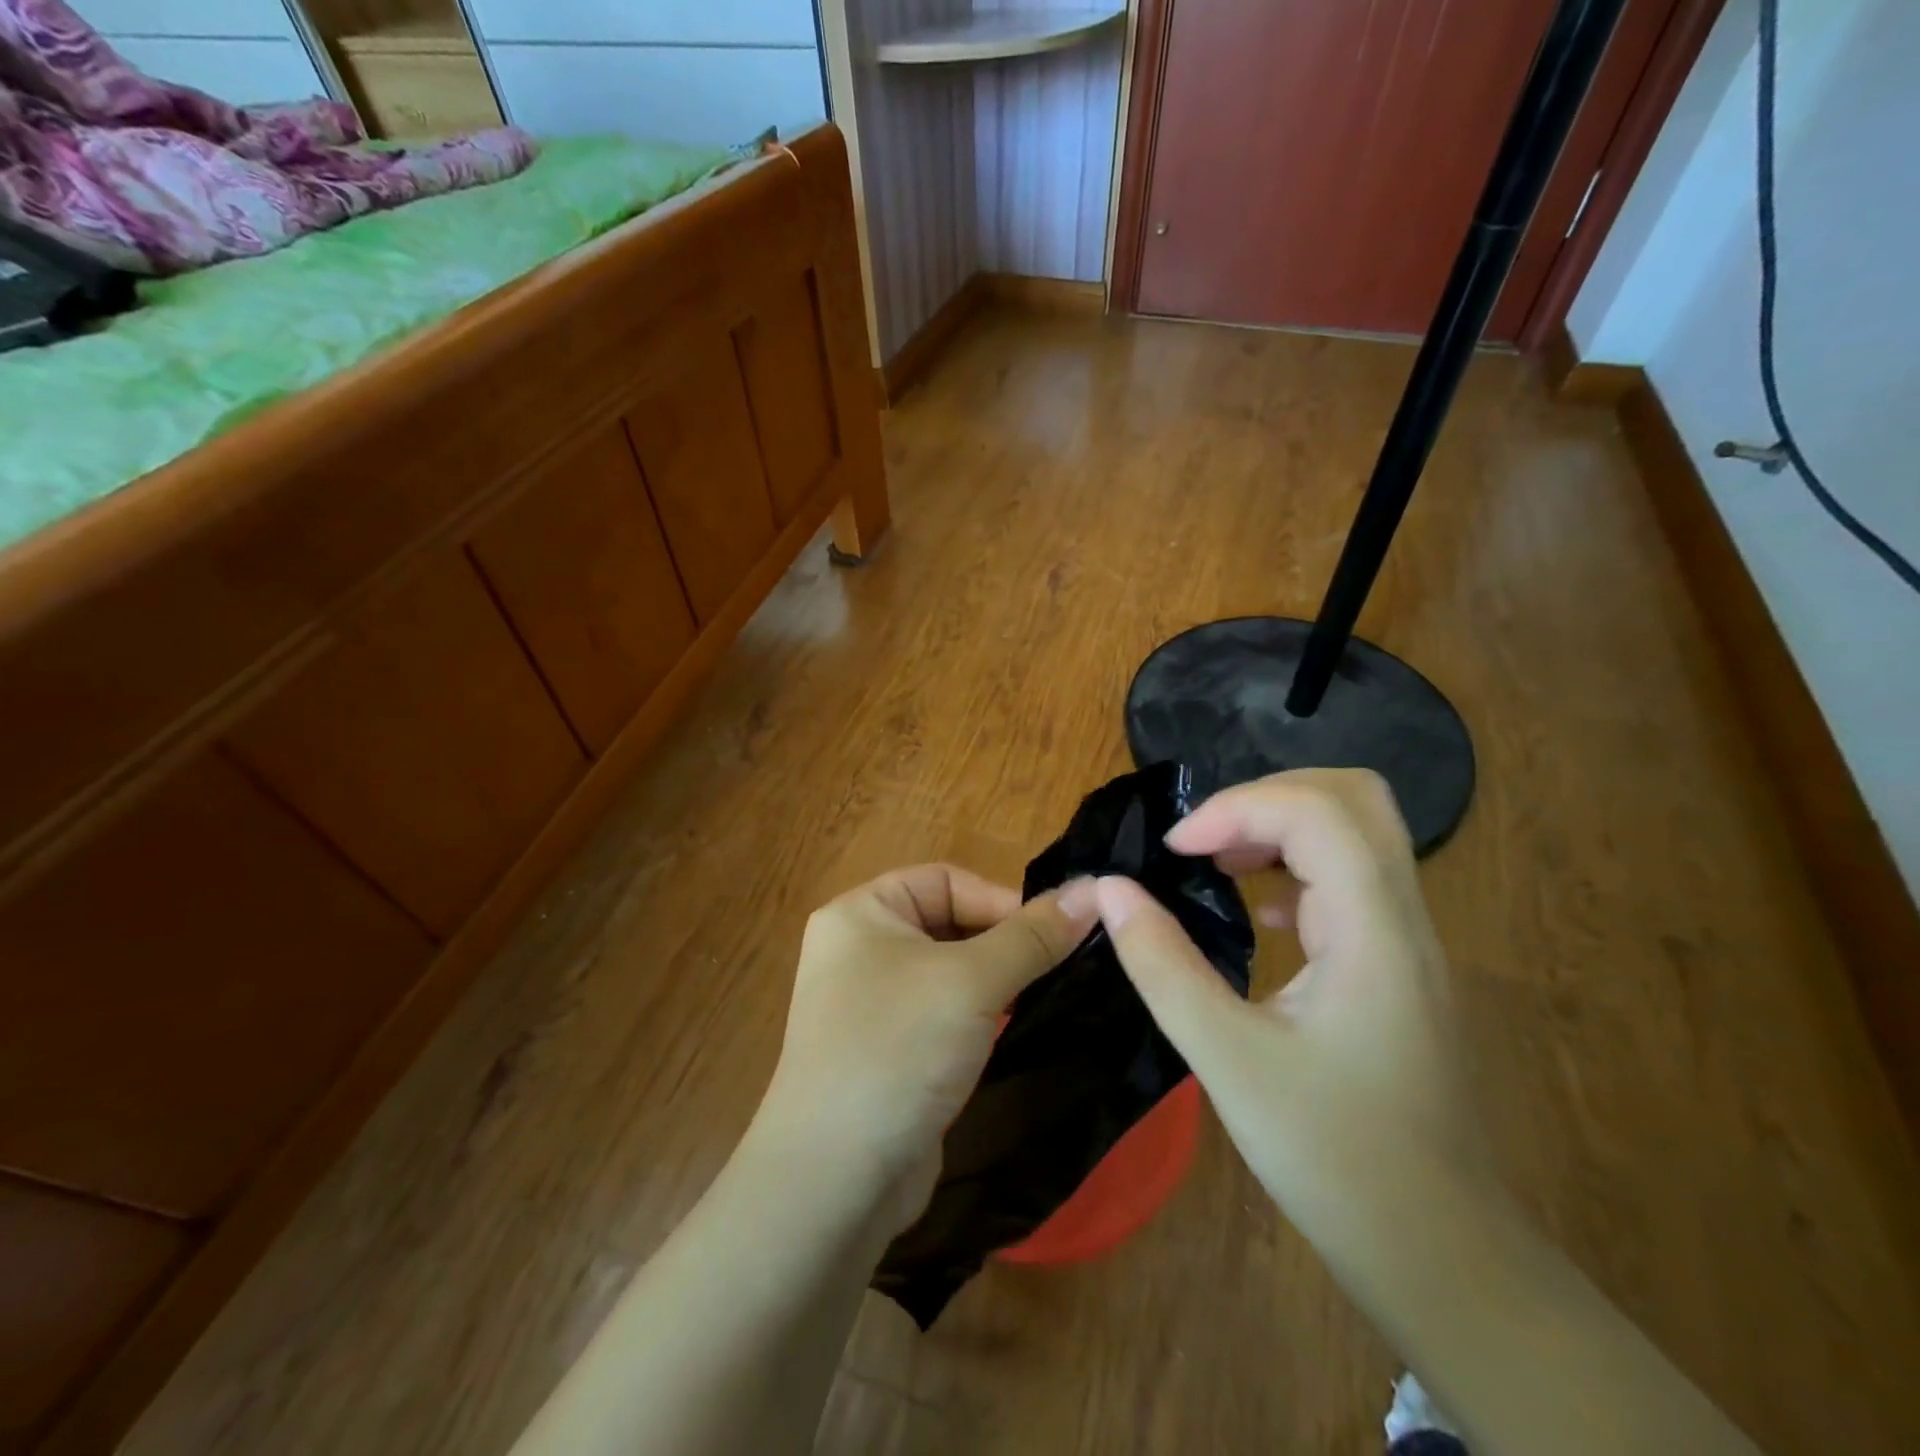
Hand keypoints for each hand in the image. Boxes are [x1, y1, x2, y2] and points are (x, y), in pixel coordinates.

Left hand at [753, 865, 1098, 1236]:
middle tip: (1057, 968)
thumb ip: (1033, 935)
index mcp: (861, 912)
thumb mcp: (972, 982)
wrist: (836, 1181)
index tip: (1057, 934)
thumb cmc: (897, 1050)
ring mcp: (870, 1002)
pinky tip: (1011, 1030)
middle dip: (1002, 943)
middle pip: (948, 923)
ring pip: (949, 971)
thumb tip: (1095, 889)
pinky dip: (977, 1015)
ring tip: (1043, 996)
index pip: (946, 880)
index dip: (1003, 900)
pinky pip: (941, 1012)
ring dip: (995, 980)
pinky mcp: (887, 1049)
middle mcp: (859, 949)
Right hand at [1093, 769, 1483, 1210]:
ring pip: (1356, 832)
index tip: (1176, 850)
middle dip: (1267, 797)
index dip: (1237, 808)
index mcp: (1374, 932)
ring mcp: (1406, 940)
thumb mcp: (1227, 1059)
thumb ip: (1162, 965)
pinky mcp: (1396, 964)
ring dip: (1281, 826)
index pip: (1317, 812)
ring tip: (1217, 860)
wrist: (1441, 1253)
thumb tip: (1110, 890)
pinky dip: (1297, 866)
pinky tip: (1263, 913)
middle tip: (1204, 838)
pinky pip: (1352, 877)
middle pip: (1354, 798)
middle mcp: (1402, 918)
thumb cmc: (1334, 1158)